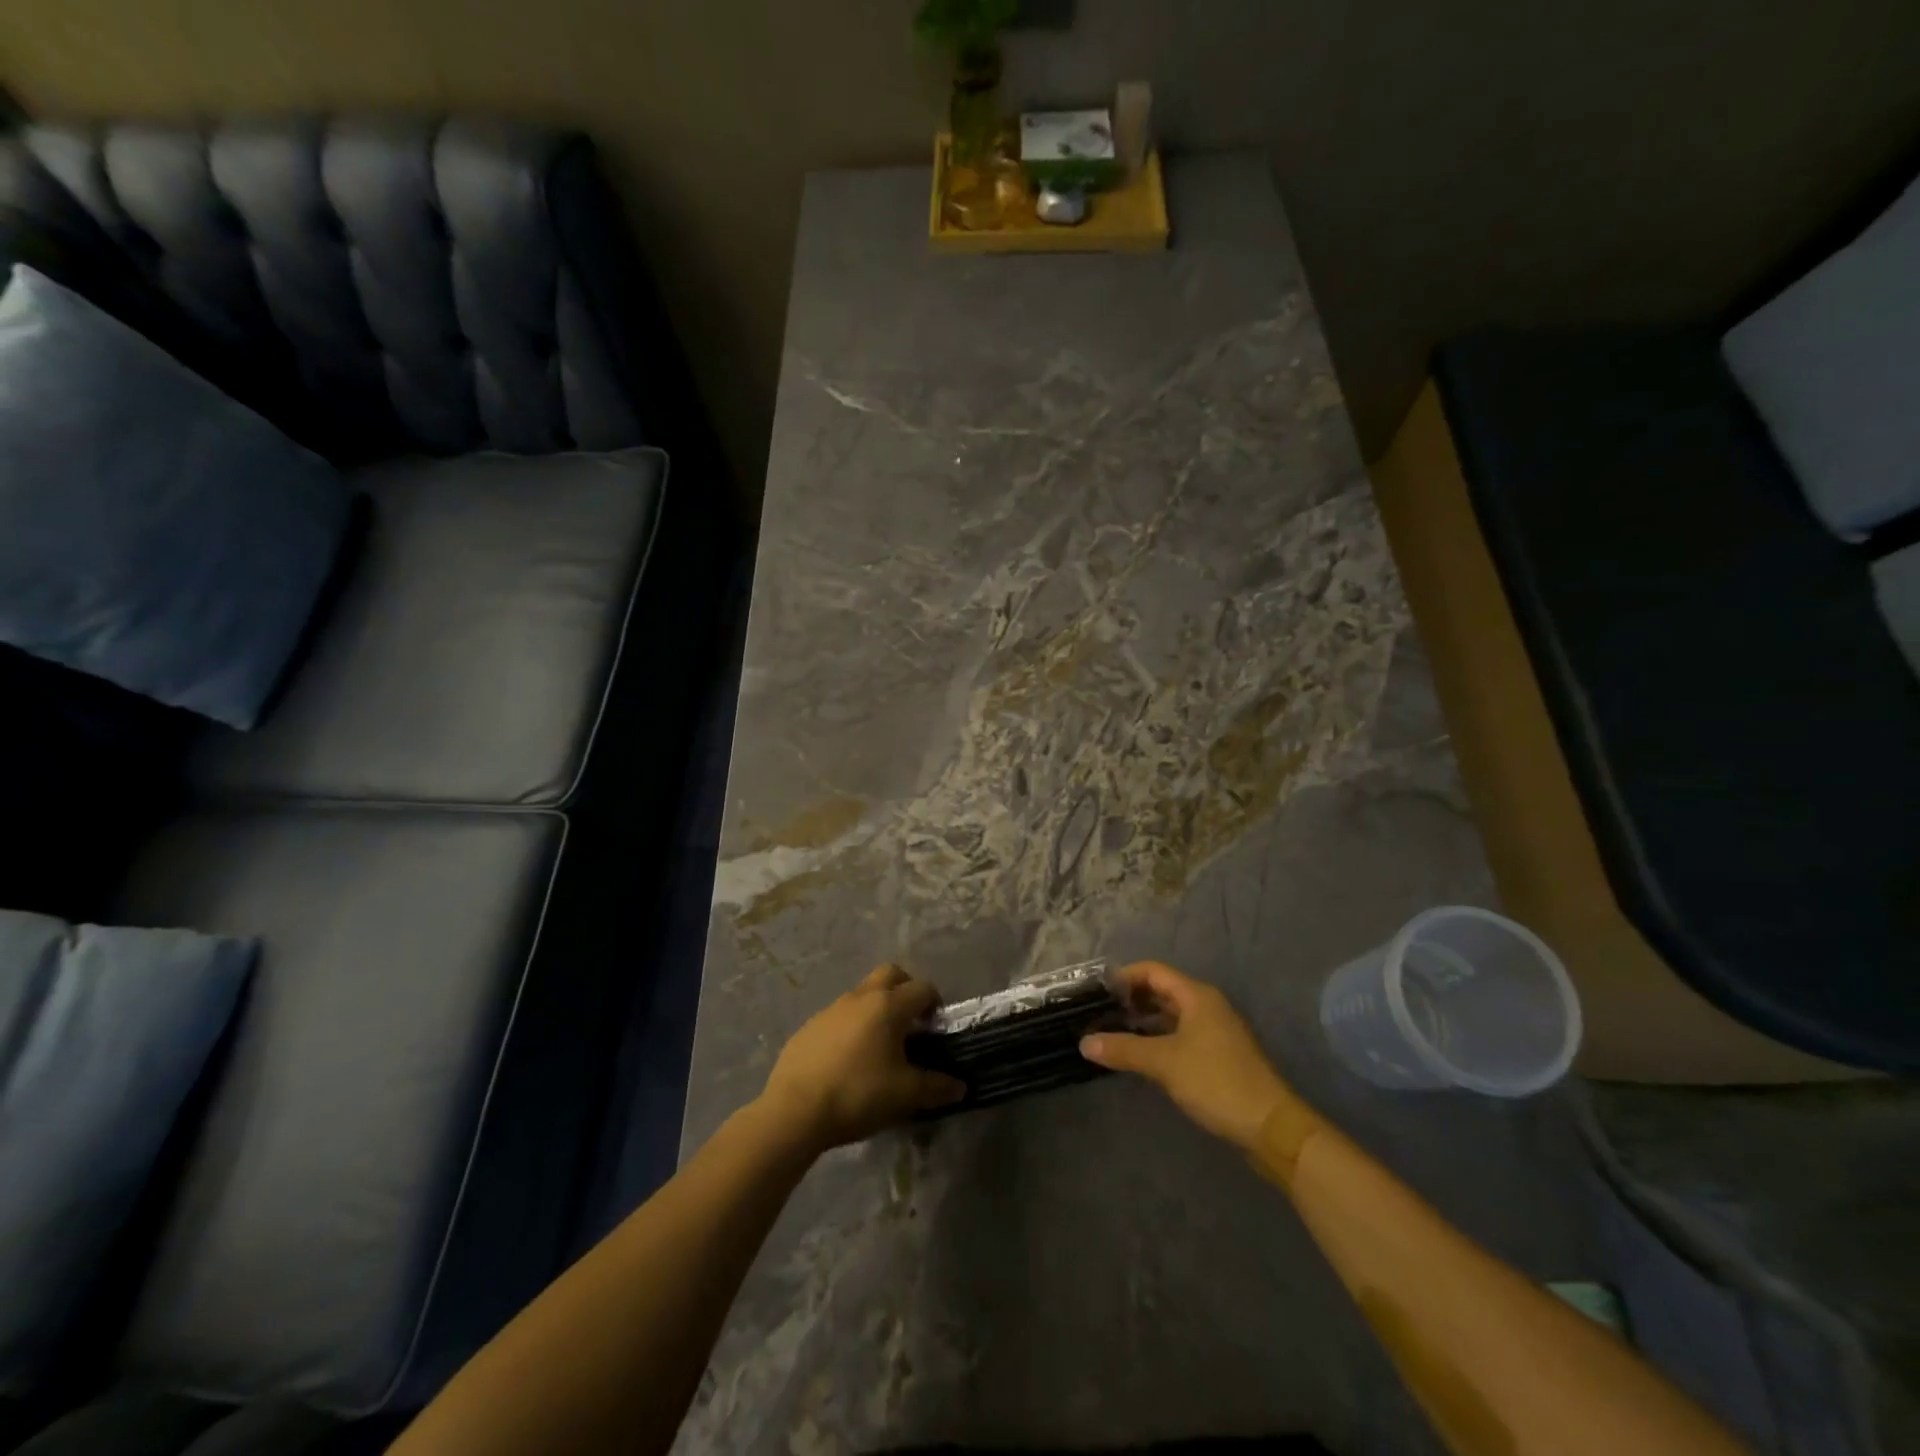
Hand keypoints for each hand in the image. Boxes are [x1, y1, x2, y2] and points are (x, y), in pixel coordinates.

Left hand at [761, 965, 966, 1150]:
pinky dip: (851, 1027)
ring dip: (876, 1008)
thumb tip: (960, 1087)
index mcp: (888, 1006)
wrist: (794, 1111)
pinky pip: (839, 1016)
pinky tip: (849, 1060)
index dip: (934, 1003)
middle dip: (905, 989)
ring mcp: (831, 1009)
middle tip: (911, 1021)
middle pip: (890, 974)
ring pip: (862, 994)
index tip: (936, 1027)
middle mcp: (860, 997)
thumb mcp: (905, 1095)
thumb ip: (936, 1087)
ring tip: (880, 1046)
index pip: (922, 988)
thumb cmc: (858, 1094)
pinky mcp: (809, 1027)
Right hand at [1080, 961, 1295, 1149]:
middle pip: (1162, 990)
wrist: (1271, 1127)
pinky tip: (1140, 1055)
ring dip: (1143, 1021)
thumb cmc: (1216, 1082)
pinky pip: (1180, 1035)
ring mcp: (1215, 1032)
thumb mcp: (1164, 1063)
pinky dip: (1158, 1038)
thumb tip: (1085, 1042)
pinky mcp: (1218, 1056)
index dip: (1124, 976)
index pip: (1153, 971)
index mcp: (1197, 996)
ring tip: (1113, 1032)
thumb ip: (1124, 1049)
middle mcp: (1207, 1006)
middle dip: (1131, 999)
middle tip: (1099, 1012)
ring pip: (1171, 1015)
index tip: (1097, 991)